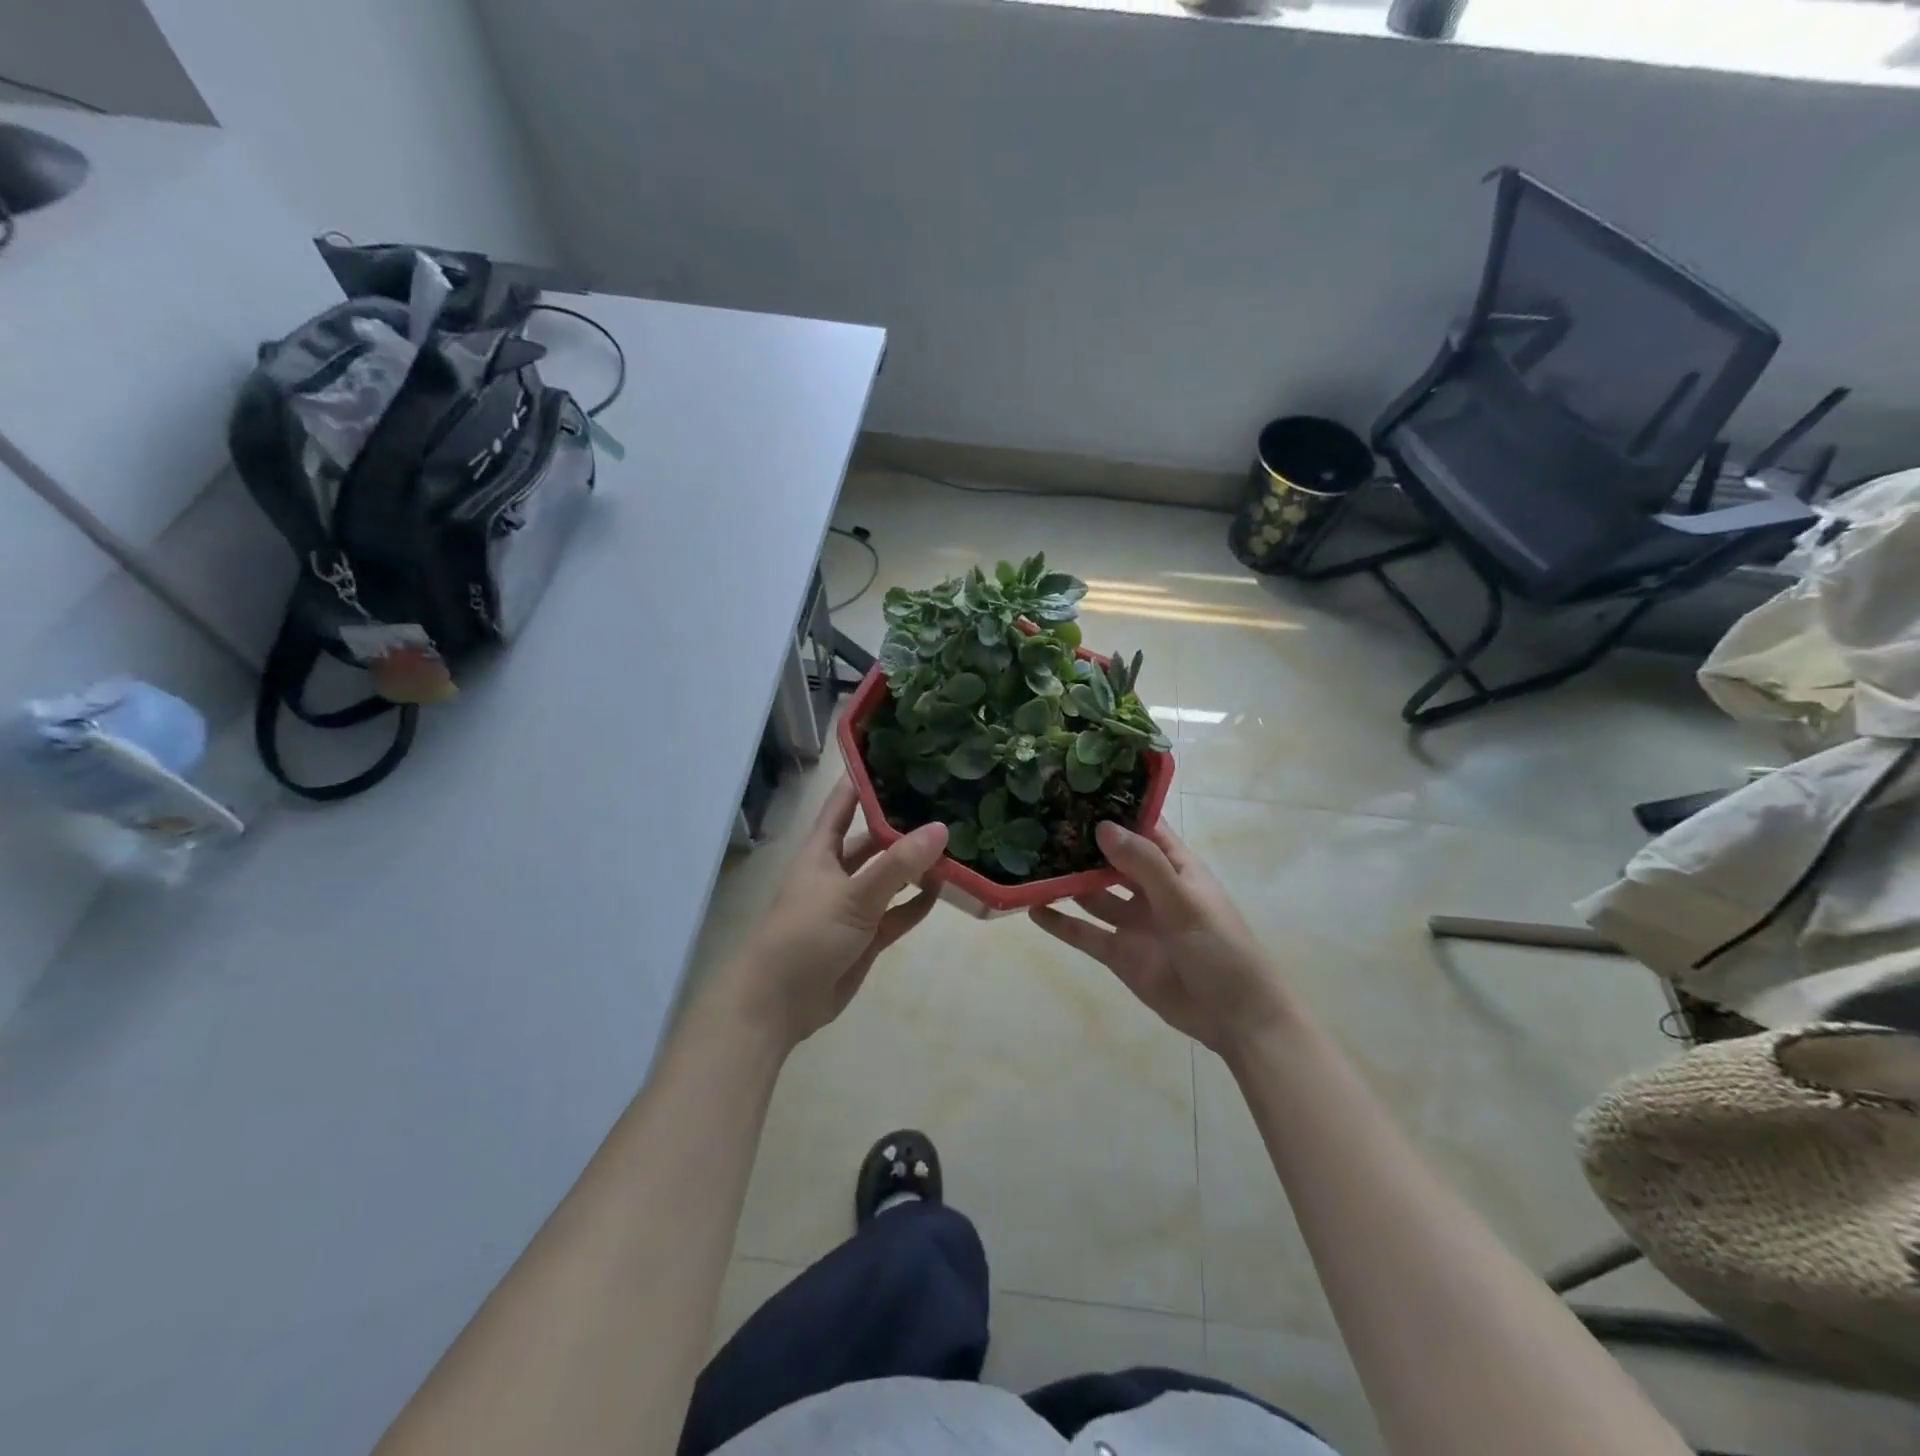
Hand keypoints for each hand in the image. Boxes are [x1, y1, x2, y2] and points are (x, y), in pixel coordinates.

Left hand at [724, 779, 947, 1048]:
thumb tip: (940, 828)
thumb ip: (897, 865)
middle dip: (903, 824)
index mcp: (822, 851)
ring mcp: (853, 905)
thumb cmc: (805, 936)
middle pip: (873, 840)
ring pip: (889, 877)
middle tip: (945, 802)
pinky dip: (917, 904)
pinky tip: (943, 891)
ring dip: (916, 866)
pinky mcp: (866, 936)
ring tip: (955, 844)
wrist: (778, 1004)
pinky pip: (897, 913)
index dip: (866, 780)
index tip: (900, 756)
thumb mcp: (853, 896)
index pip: (844, 804)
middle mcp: (837, 872)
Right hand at [1029, 821, 1290, 1056]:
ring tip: (1029, 862)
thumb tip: (1102, 826)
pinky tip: (1032, 909)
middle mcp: (1151, 889)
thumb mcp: (1184, 902)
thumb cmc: (1221, 949)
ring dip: (1067, 881)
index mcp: (1176, 868)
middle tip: (1040, 823)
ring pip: (1094, 894)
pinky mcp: (1119, 953)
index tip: (1078, 790)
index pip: (1144, 828)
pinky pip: (1085, 933)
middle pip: (1111, 859)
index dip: (1116, 810)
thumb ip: (1143, 865)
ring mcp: (1133, 922)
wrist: (1235, 1018)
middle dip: (1082, 844)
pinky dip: (1061, 923)